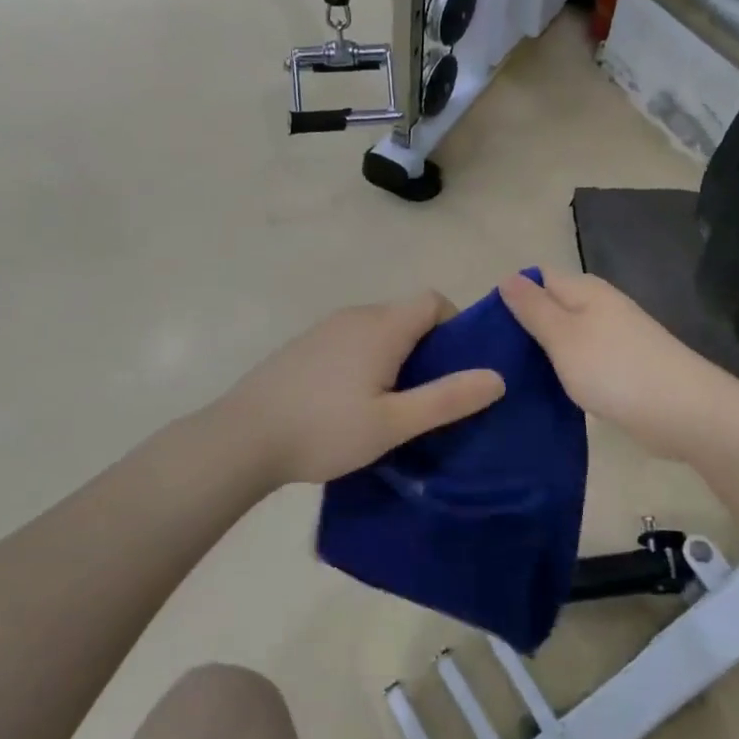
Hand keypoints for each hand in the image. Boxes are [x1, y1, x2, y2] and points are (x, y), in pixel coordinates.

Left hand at [222, 292, 505, 486]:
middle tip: (431, 394)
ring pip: (378, 329)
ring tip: (394, 403)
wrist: (241, 438)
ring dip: (397, 354)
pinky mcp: (304, 346)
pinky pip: (352, 340)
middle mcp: (355, 316)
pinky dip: (367, 359)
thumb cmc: (324, 429)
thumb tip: (497, 377)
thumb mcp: (394, 423)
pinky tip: (352, 401)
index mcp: (382, 326)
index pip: (433, 300)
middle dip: (429, 346)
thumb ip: (447, 398)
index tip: (458, 367)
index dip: (455, 325)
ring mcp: (325, 328)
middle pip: (407, 314)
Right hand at [499, 270, 738, 461]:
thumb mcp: (563, 336)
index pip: (539, 277)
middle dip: (524, 326)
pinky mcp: (622, 367)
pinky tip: (546, 391)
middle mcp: (600, 307)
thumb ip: (534, 308)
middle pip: (553, 307)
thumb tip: (508, 276)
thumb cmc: (614, 368)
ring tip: (508, 376)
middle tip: (490, 358)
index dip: (512, 294)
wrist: (683, 411)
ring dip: (543, 353)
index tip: (485, 326)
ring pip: (567, 337)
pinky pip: (583, 361)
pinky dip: (564, 372)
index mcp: (585, 290)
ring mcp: (614, 337)